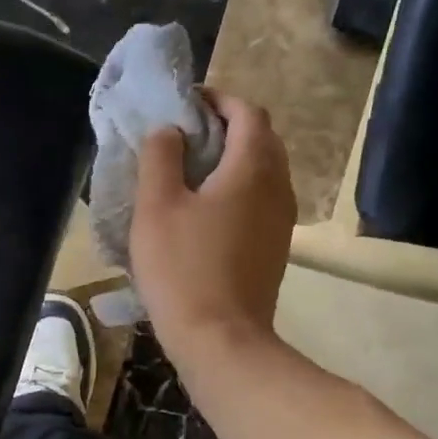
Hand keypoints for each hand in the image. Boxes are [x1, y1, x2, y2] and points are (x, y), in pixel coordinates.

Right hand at [130, 93, 295, 358]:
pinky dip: (238, 186)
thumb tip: (169, 130)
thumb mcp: (156, 206)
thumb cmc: (182, 267)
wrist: (220, 338)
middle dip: (226, 127)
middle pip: (261, 139)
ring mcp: (281, 219)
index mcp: (252, 168)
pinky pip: (261, 198)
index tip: (185, 104)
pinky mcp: (275, 246)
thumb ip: (160, 157)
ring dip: (233, 158)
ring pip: (263, 170)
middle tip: (184, 135)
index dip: (218, 100)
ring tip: (191, 170)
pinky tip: (205, 208)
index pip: (247, 112)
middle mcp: (278, 186)